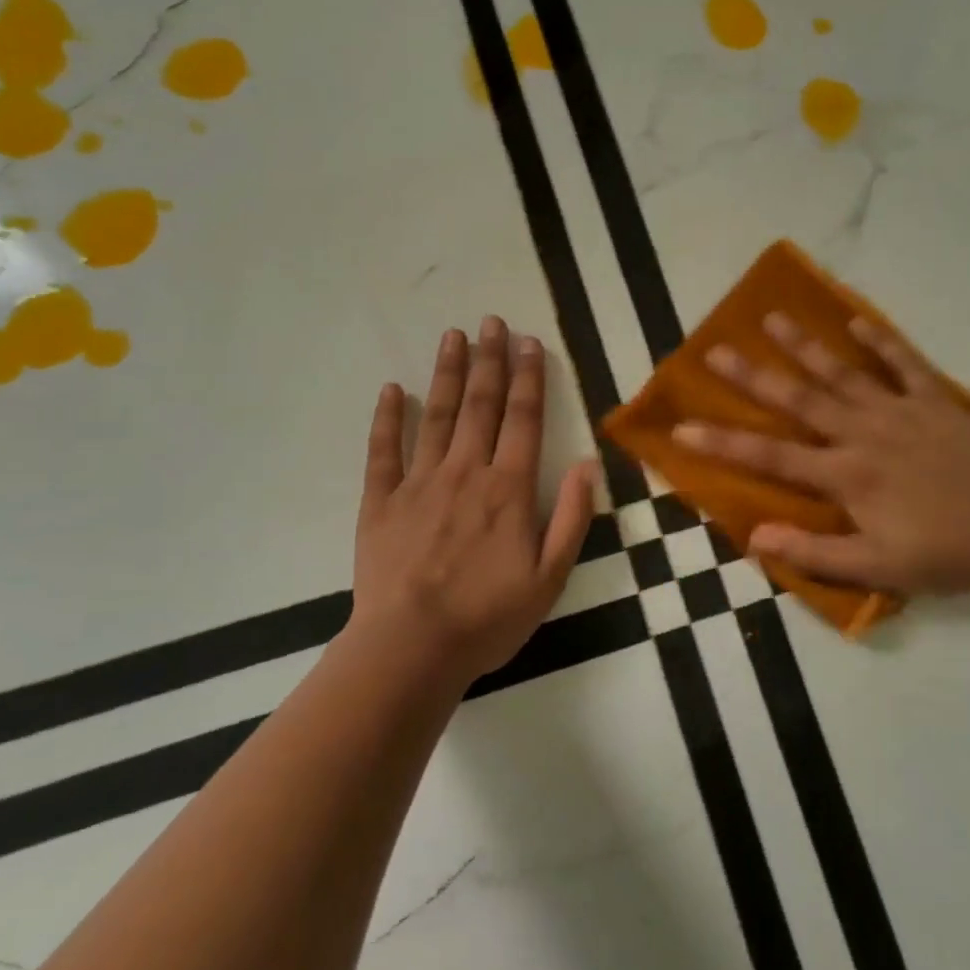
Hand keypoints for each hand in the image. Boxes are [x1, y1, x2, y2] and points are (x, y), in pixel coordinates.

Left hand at [350, 316, 595, 683]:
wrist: (412, 648)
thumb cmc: (489, 617)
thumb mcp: (550, 577)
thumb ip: (570, 517)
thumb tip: (588, 464)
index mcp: (508, 489)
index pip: (524, 420)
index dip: (529, 378)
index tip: (529, 342)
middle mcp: (465, 472)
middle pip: (480, 405)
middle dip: (489, 360)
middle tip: (491, 321)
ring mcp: (419, 483)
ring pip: (435, 416)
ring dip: (446, 373)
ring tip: (453, 336)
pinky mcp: (380, 502)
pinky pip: (382, 451)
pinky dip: (387, 419)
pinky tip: (391, 390)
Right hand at [675, 312, 969, 594]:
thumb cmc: (944, 554)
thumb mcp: (876, 568)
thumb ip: (814, 551)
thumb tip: (755, 537)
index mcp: (845, 476)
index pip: (770, 457)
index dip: (722, 444)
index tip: (682, 428)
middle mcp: (863, 434)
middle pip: (798, 400)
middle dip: (752, 377)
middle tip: (715, 350)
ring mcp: (899, 411)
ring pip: (842, 373)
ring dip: (805, 345)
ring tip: (771, 317)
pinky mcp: (934, 401)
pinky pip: (904, 363)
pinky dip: (880, 341)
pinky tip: (856, 320)